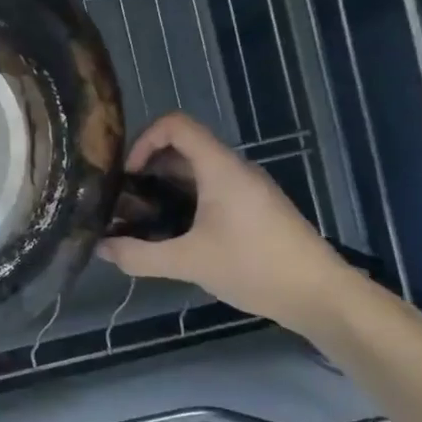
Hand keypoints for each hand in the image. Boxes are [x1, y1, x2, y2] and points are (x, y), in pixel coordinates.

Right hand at [97, 112, 355, 334]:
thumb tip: (100, 247)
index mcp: (220, 168)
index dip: (143, 140)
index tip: (127, 175)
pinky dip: (184, 201)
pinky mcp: (253, 209)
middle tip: (123, 200)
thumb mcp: (190, 263)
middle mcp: (233, 169)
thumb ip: (140, 255)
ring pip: (195, 171)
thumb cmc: (256, 267)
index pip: (175, 125)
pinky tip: (172, 234)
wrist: (321, 296)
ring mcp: (246, 189)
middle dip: (147, 168)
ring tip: (140, 219)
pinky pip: (210, 190)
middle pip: (182, 148)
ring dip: (164, 187)